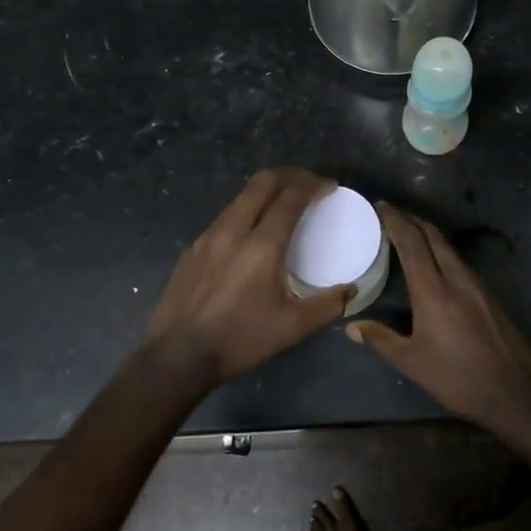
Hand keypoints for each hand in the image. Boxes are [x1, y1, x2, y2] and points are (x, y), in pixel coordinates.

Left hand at [145, 169, 351, 386]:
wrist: (179, 355)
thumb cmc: (241, 339)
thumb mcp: (293, 327)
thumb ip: (328, 305)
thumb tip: (351, 290)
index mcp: (262, 246)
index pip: (291, 197)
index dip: (313, 185)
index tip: (330, 185)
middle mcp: (234, 230)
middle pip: (263, 183)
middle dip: (290, 176)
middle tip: (308, 184)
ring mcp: (208, 236)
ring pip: (241, 197)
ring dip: (266, 191)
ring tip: (283, 203)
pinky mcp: (193, 248)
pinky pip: (225, 216)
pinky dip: (246, 211)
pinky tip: (251, 232)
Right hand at [347, 204, 530, 426]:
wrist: (512, 392)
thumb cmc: (456, 378)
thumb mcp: (412, 362)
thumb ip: (381, 339)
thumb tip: (352, 327)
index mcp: (434, 290)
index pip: (412, 243)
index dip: (395, 221)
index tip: (380, 207)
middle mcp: (457, 278)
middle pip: (433, 236)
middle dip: (412, 220)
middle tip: (392, 214)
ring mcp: (477, 284)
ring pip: (449, 248)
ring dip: (428, 235)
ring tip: (410, 234)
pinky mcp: (489, 295)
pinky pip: (460, 262)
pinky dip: (442, 252)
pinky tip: (435, 264)